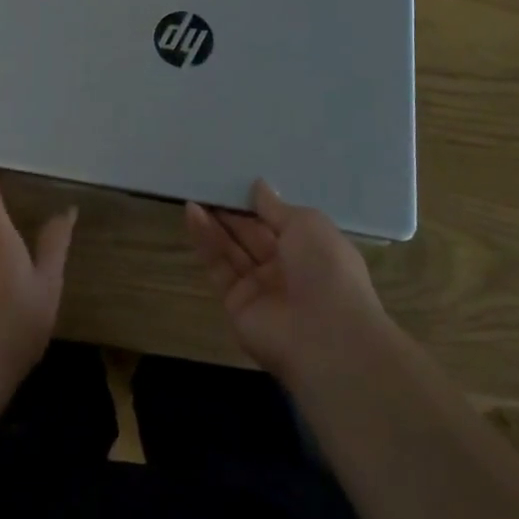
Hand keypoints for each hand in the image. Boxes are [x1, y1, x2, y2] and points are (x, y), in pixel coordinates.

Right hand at [186, 180, 394, 390]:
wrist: (325, 337)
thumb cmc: (326, 269)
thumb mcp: (307, 224)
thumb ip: (275, 207)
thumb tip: (258, 186)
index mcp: (309, 248)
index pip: (277, 221)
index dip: (256, 203)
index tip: (234, 181)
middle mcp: (284, 268)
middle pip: (251, 234)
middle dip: (231, 211)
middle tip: (207, 185)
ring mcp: (259, 288)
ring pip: (232, 250)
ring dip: (213, 223)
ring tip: (193, 195)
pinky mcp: (236, 304)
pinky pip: (219, 268)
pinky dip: (205, 242)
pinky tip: (192, 215)